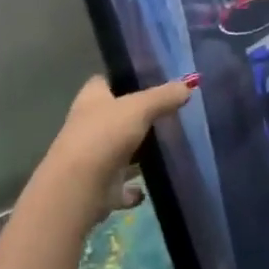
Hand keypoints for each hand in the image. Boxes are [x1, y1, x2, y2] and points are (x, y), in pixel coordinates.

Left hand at [34, 74, 194, 228]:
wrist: (79, 188)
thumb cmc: (104, 135)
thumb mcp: (140, 108)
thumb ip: (164, 96)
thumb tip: (190, 84)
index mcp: (92, 98)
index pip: (106, 81)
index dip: (125, 79)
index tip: (151, 81)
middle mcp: (89, 124)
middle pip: (116, 116)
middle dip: (137, 117)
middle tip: (169, 113)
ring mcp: (93, 157)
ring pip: (119, 150)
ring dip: (136, 153)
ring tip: (167, 148)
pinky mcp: (100, 187)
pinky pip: (122, 186)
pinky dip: (133, 189)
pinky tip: (150, 187)